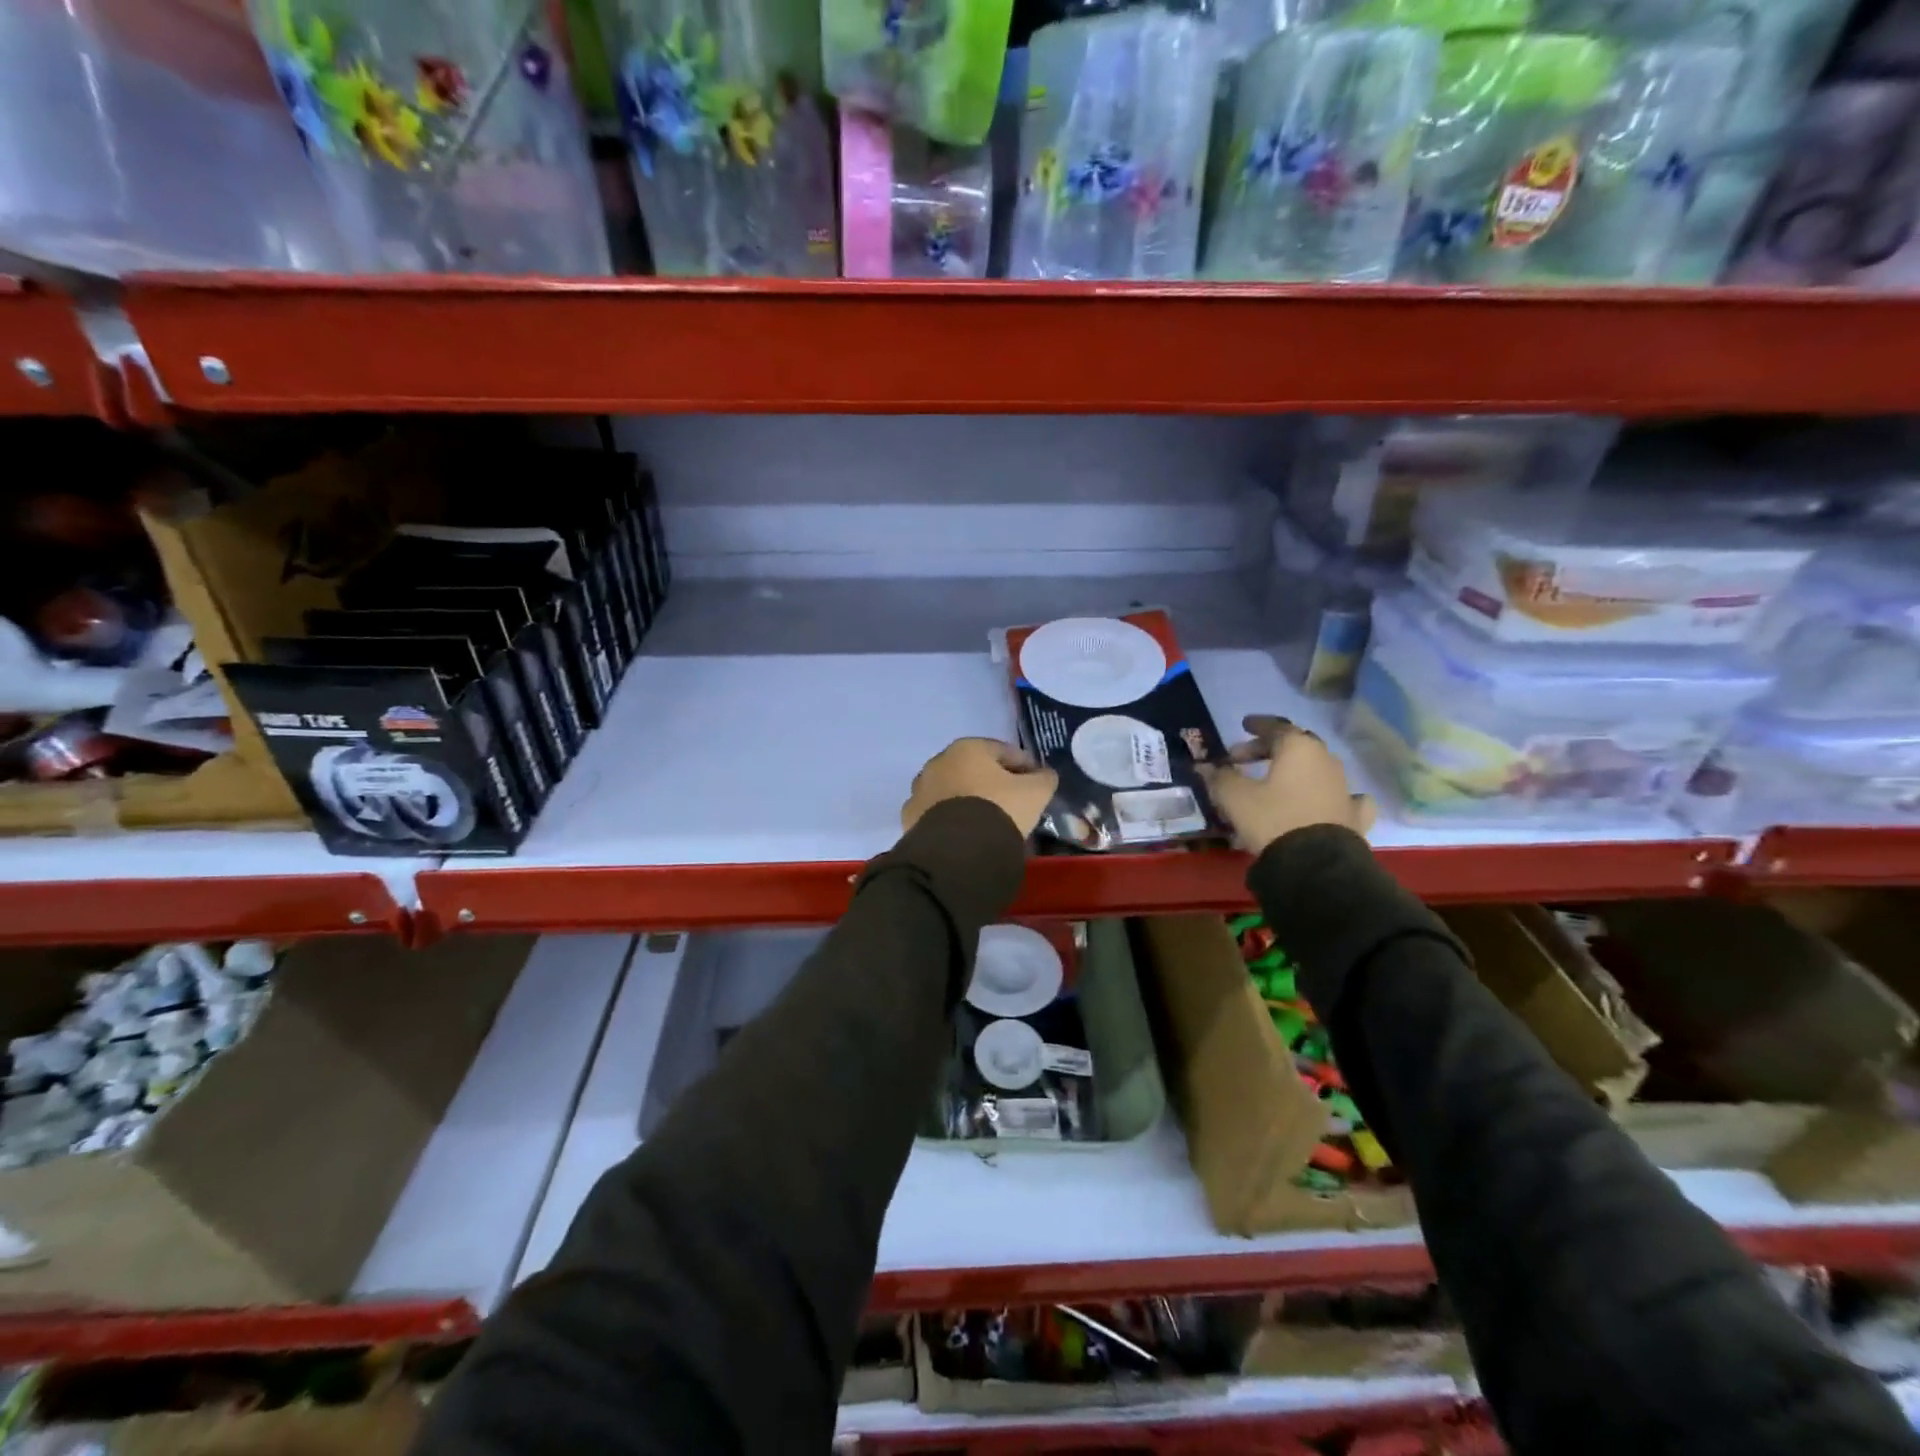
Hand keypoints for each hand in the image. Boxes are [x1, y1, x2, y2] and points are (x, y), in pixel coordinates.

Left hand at [902, 738, 1058, 837]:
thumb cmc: (999, 809)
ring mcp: (920, 791)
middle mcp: (938, 762)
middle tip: (1013, 803)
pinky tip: (967, 835)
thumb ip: (1044, 778)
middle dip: (993, 783)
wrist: (958, 851)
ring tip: (989, 822)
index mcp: (967, 748)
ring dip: (969, 800)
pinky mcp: (910, 818)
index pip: (1004, 752)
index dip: (1025, 766)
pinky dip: (952, 820)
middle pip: (974, 770)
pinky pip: (938, 815)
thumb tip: (1045, 775)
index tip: (1038, 783)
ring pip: (953, 792)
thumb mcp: (1035, 792)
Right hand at [1200, 715, 1375, 856]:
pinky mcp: (1355, 814)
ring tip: (1277, 781)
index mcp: (1299, 749)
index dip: (1257, 726)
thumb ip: (1220, 777)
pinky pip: (1342, 796)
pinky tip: (1324, 800)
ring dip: (1296, 770)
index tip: (1244, 725)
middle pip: (1297, 745)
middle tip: (1246, 759)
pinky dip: (1328, 794)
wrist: (1316, 864)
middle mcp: (1326, 761)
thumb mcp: (1235, 797)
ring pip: (1318, 768)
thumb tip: (1206, 767)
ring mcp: (1345, 787)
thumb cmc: (1272, 819)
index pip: (1276, 727)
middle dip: (1270, 749)